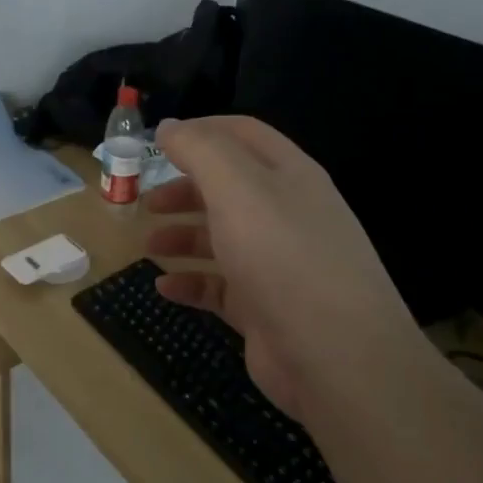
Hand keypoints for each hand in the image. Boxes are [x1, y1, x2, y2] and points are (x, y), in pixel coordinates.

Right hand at [143, 116, 430, 429]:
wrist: (336, 356)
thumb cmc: (282, 257)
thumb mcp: (237, 189)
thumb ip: (201, 151)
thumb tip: (171, 126)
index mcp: (288, 176)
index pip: (242, 135)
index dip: (200, 131)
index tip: (157, 141)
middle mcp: (285, 214)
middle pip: (228, 188)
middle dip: (184, 189)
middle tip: (145, 201)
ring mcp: (277, 264)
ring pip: (222, 238)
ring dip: (182, 236)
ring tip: (148, 246)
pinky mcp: (265, 309)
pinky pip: (220, 287)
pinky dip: (191, 283)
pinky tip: (164, 288)